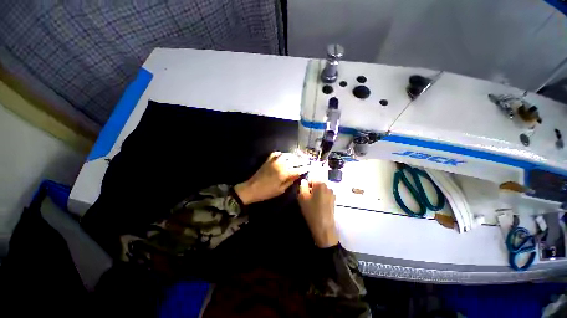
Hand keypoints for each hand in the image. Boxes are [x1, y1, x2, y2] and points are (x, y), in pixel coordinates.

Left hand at [234, 152, 307, 204]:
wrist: (252, 188)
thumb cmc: (267, 192)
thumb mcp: (281, 190)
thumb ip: (290, 181)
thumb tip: (298, 175)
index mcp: (284, 173)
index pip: (298, 169)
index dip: (305, 168)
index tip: (310, 167)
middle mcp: (281, 165)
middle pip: (294, 160)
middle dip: (302, 161)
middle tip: (306, 162)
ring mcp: (274, 161)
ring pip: (287, 155)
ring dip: (294, 156)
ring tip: (298, 159)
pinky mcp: (269, 159)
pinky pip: (278, 154)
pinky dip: (283, 154)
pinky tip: (285, 156)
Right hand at [298, 179, 337, 247]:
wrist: (324, 227)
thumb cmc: (311, 211)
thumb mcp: (302, 197)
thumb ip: (302, 186)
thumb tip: (304, 181)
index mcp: (320, 184)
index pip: (311, 179)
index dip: (306, 185)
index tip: (303, 193)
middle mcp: (328, 186)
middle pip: (316, 184)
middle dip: (311, 189)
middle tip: (307, 199)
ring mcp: (332, 194)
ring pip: (321, 190)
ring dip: (316, 194)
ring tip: (312, 204)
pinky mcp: (334, 201)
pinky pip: (325, 196)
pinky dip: (321, 199)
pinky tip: (318, 207)